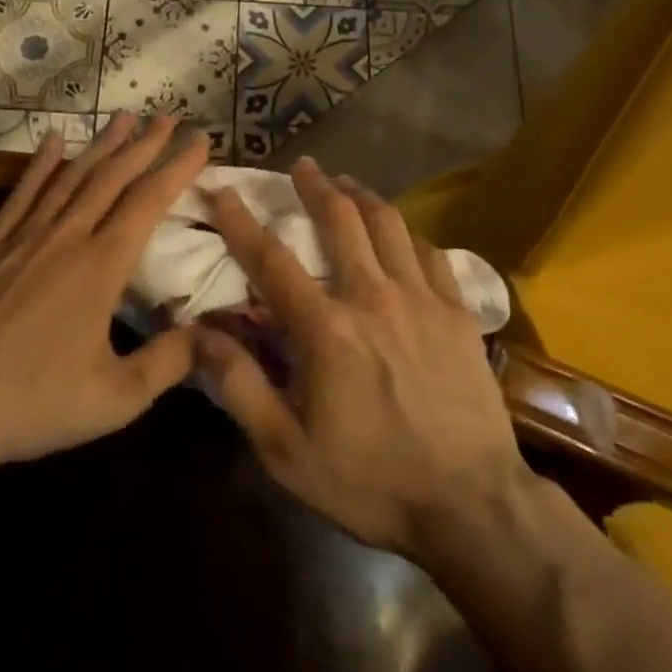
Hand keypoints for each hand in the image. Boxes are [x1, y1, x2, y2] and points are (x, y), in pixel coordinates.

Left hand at [0, 113, 210, 478]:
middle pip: (112, 177)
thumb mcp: (116, 398)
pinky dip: (40, 164)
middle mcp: (66, 237)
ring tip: (124, 116)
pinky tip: (53, 140)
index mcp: (101, 266)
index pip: (148, 201)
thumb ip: (168, 363)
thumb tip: (210, 336)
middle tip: (169, 116)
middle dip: (144, 144)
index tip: (200, 139)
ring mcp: (24, 237)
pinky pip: (22, 193)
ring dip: (101, 144)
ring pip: (71, 176)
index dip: (177, 167)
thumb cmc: (34, 403)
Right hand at [194, 157, 529, 563]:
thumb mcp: (288, 452)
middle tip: (302, 166)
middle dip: (315, 187)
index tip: (225, 190)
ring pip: (389, 225)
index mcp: (326, 329)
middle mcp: (372, 297)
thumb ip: (241, 387)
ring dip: (363, 197)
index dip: (242, 221)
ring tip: (347, 183)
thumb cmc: (372, 482)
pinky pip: (431, 253)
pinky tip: (401, 234)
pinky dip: (409, 234)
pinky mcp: (457, 313)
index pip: (272, 259)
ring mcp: (421, 299)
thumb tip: (198, 336)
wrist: (473, 505)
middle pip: (340, 221)